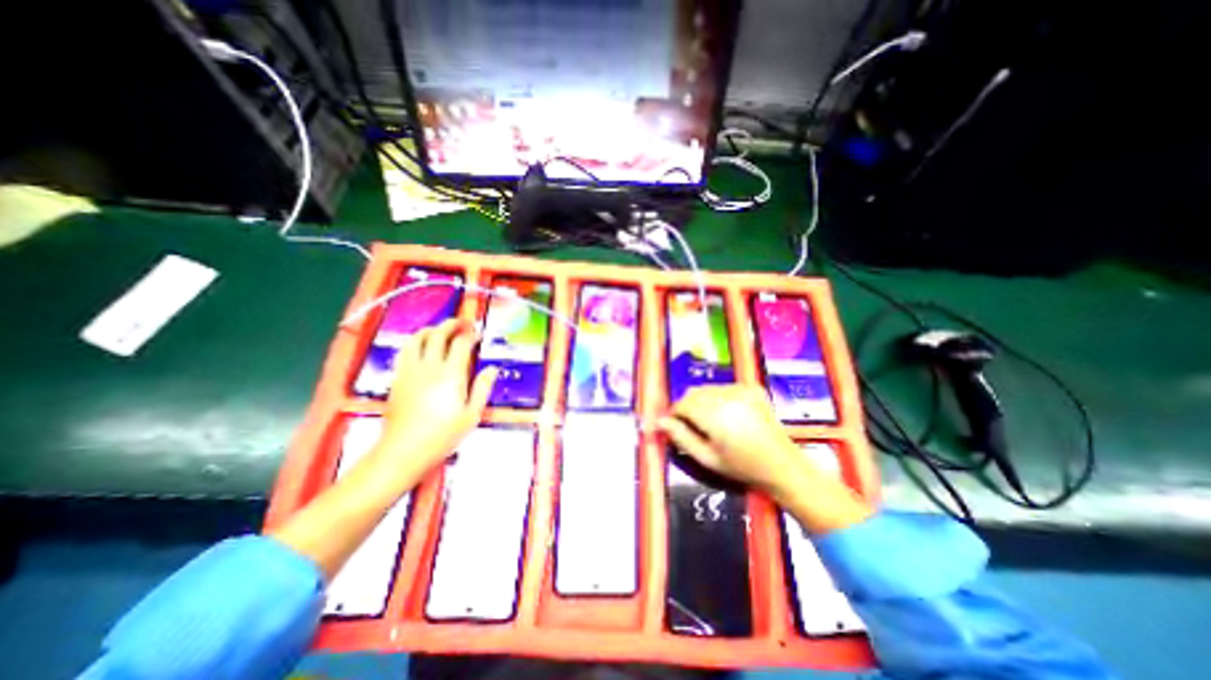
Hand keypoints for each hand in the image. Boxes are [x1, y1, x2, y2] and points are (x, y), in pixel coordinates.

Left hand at [376, 320, 494, 486]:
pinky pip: (405, 351)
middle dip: (451, 324)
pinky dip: (416, 342)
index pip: (460, 344)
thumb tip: (492, 368)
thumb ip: (482, 388)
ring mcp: (410, 371)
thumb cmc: (442, 435)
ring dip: (431, 329)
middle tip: (462, 323)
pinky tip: (422, 348)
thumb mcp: (471, 415)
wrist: (403, 452)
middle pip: (438, 334)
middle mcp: (429, 367)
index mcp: (451, 375)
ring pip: (417, 338)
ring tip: (441, 330)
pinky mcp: (398, 379)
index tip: (478, 332)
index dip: (471, 334)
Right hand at [662, 386, 871, 533]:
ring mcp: (742, 389)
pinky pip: (723, 387)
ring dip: (701, 401)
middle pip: (694, 393)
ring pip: (707, 388)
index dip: (673, 414)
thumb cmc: (742, 467)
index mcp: (716, 415)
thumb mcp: (707, 458)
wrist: (783, 465)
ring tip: (710, 421)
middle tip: (690, 426)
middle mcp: (728, 396)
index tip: (671, 425)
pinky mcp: (752, 388)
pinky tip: (727, 414)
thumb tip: (658, 422)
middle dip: (686, 406)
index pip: (682, 404)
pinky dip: (718, 397)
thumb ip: (680, 438)